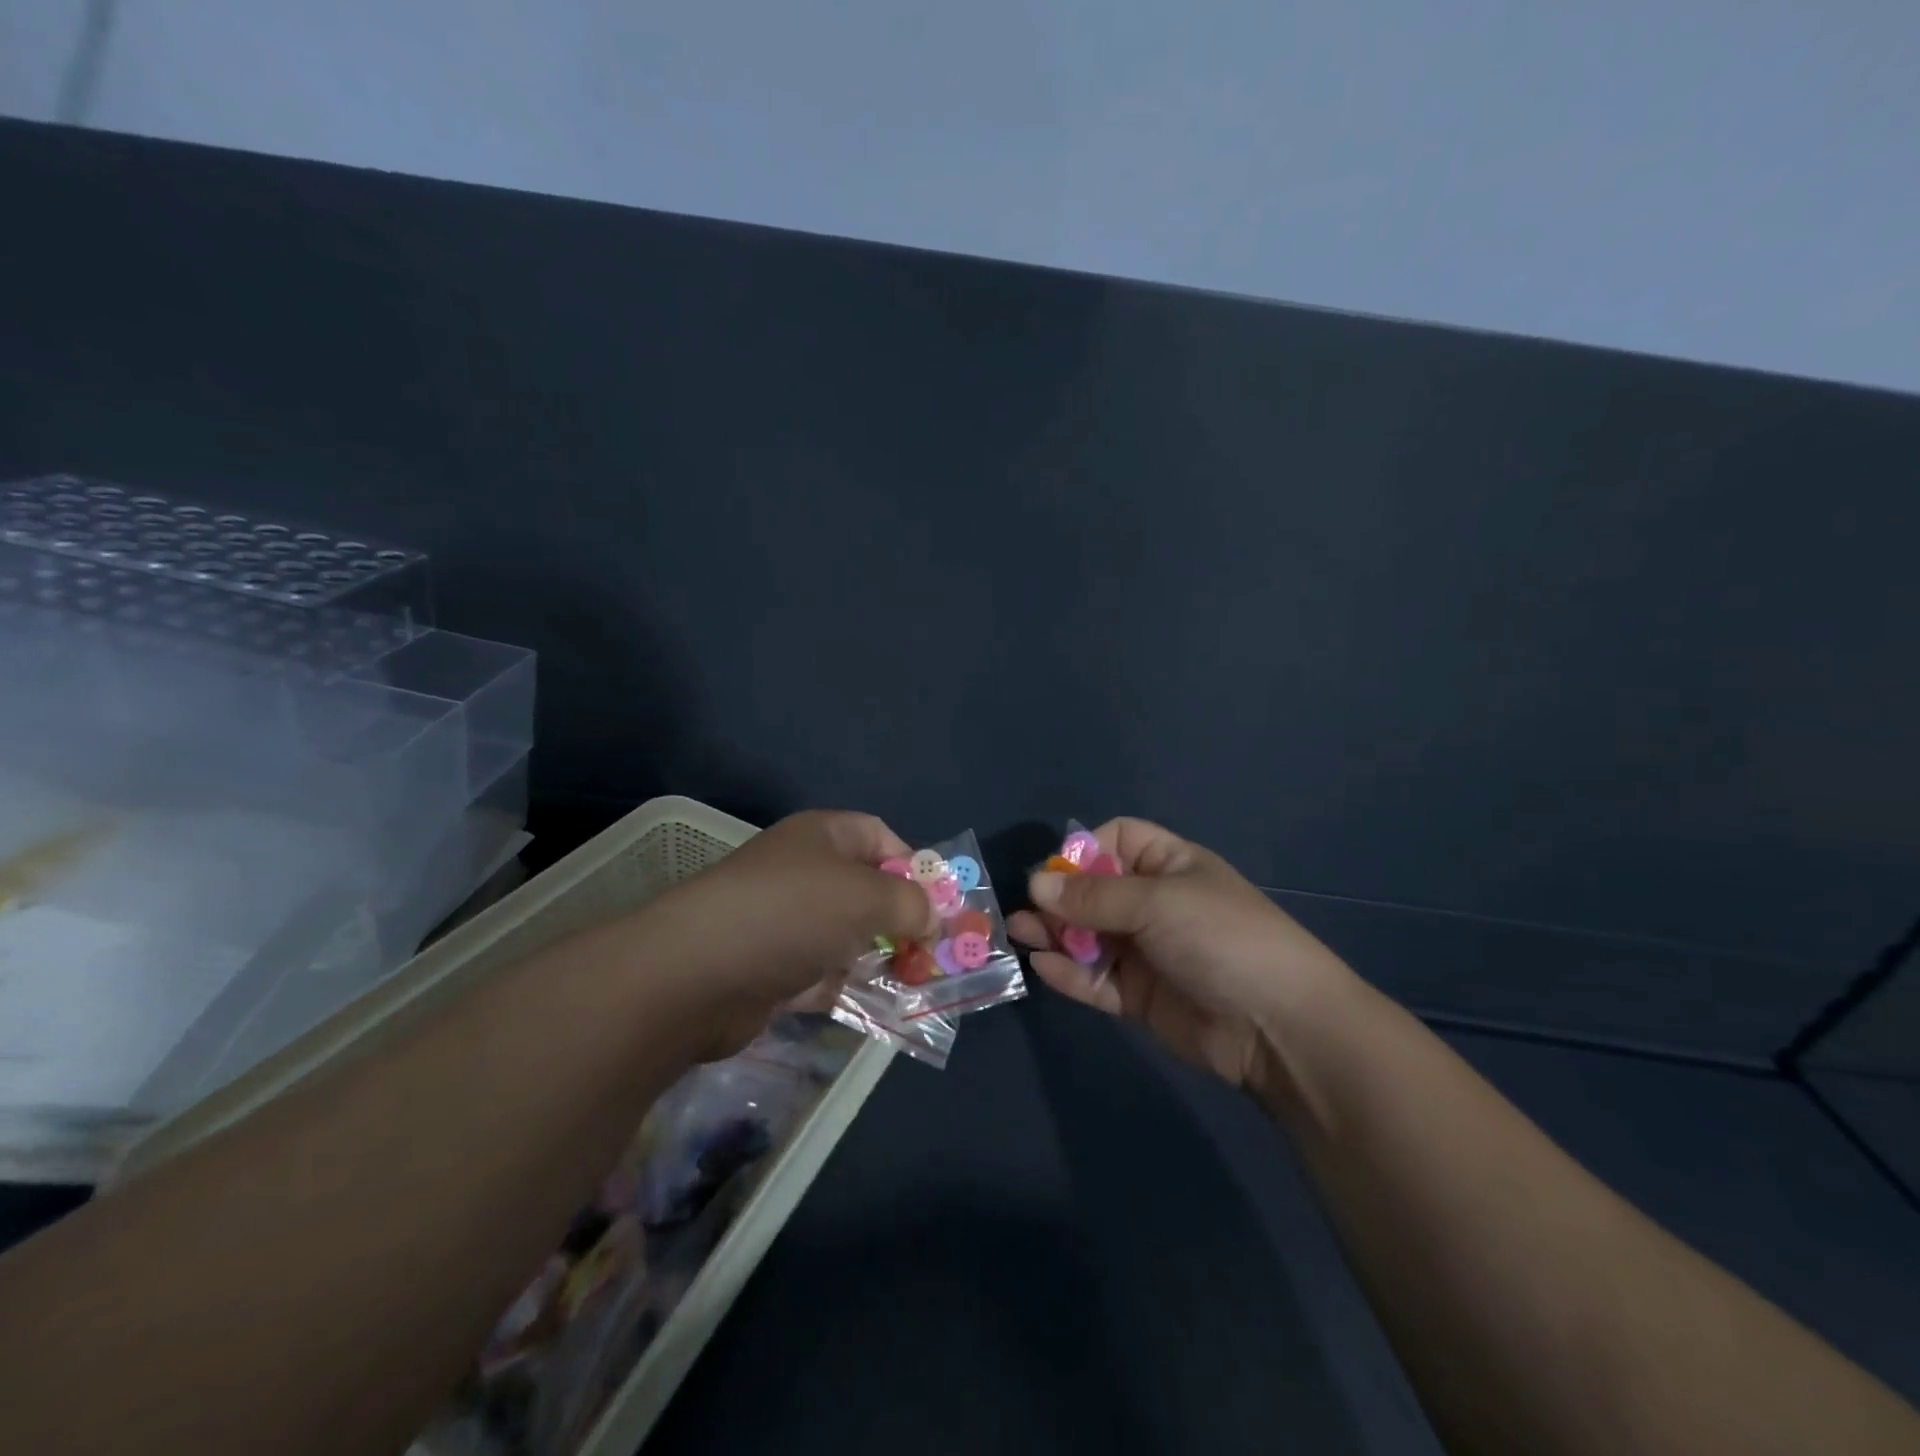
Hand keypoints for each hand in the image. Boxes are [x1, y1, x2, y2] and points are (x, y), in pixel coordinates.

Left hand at [636, 810, 936, 1058]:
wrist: (694, 976)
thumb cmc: (790, 913)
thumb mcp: (865, 896)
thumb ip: (909, 904)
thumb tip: (933, 916)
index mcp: (821, 837)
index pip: (879, 837)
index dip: (914, 865)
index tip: (941, 903)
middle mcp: (803, 873)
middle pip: (866, 889)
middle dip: (903, 919)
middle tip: (936, 952)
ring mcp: (784, 923)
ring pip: (847, 936)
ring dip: (881, 958)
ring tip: (919, 984)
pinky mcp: (771, 971)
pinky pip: (823, 975)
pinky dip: (850, 988)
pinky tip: (882, 1009)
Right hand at [1009, 818, 1359, 1094]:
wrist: (1278, 1026)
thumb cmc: (1220, 938)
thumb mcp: (1156, 902)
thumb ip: (1093, 896)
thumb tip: (1036, 884)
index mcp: (1169, 865)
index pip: (1117, 840)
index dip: (1083, 851)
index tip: (1056, 873)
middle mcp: (1155, 903)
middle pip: (1094, 891)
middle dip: (1059, 898)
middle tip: (1024, 911)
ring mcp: (1147, 951)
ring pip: (1089, 936)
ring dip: (1055, 934)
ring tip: (1019, 934)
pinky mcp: (1140, 995)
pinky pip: (1096, 978)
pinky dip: (1069, 973)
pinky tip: (1043, 966)